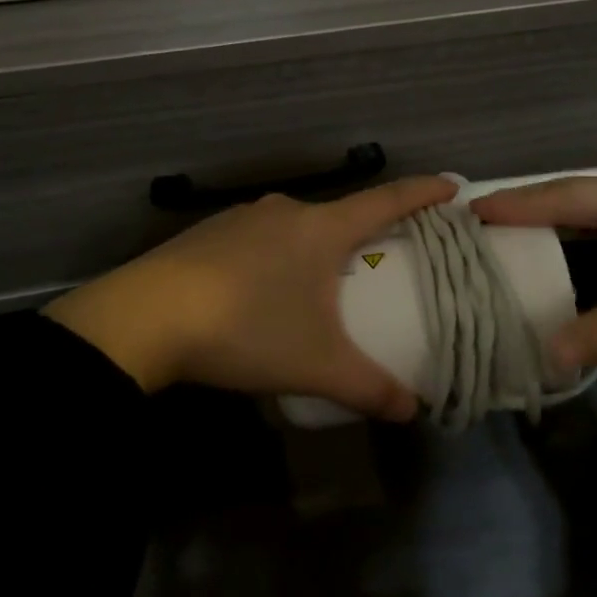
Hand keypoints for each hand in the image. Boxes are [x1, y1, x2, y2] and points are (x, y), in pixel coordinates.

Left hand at [42, 176, 457, 417]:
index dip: (423, 192)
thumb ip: (369, 388)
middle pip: (339, 215)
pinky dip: (274, 256)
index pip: (387, 200)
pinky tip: (260, 291)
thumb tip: (414, 410)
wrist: (145, 317)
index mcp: (321, 228)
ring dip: (313, 249)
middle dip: (362, 235)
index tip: (451, 185)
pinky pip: (259, 237)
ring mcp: (244, 216)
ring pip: (296, 227)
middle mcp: (286, 210)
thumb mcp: (315, 365)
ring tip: (314, 287)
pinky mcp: (209, 231)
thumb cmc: (247, 328)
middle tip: (377, 263)